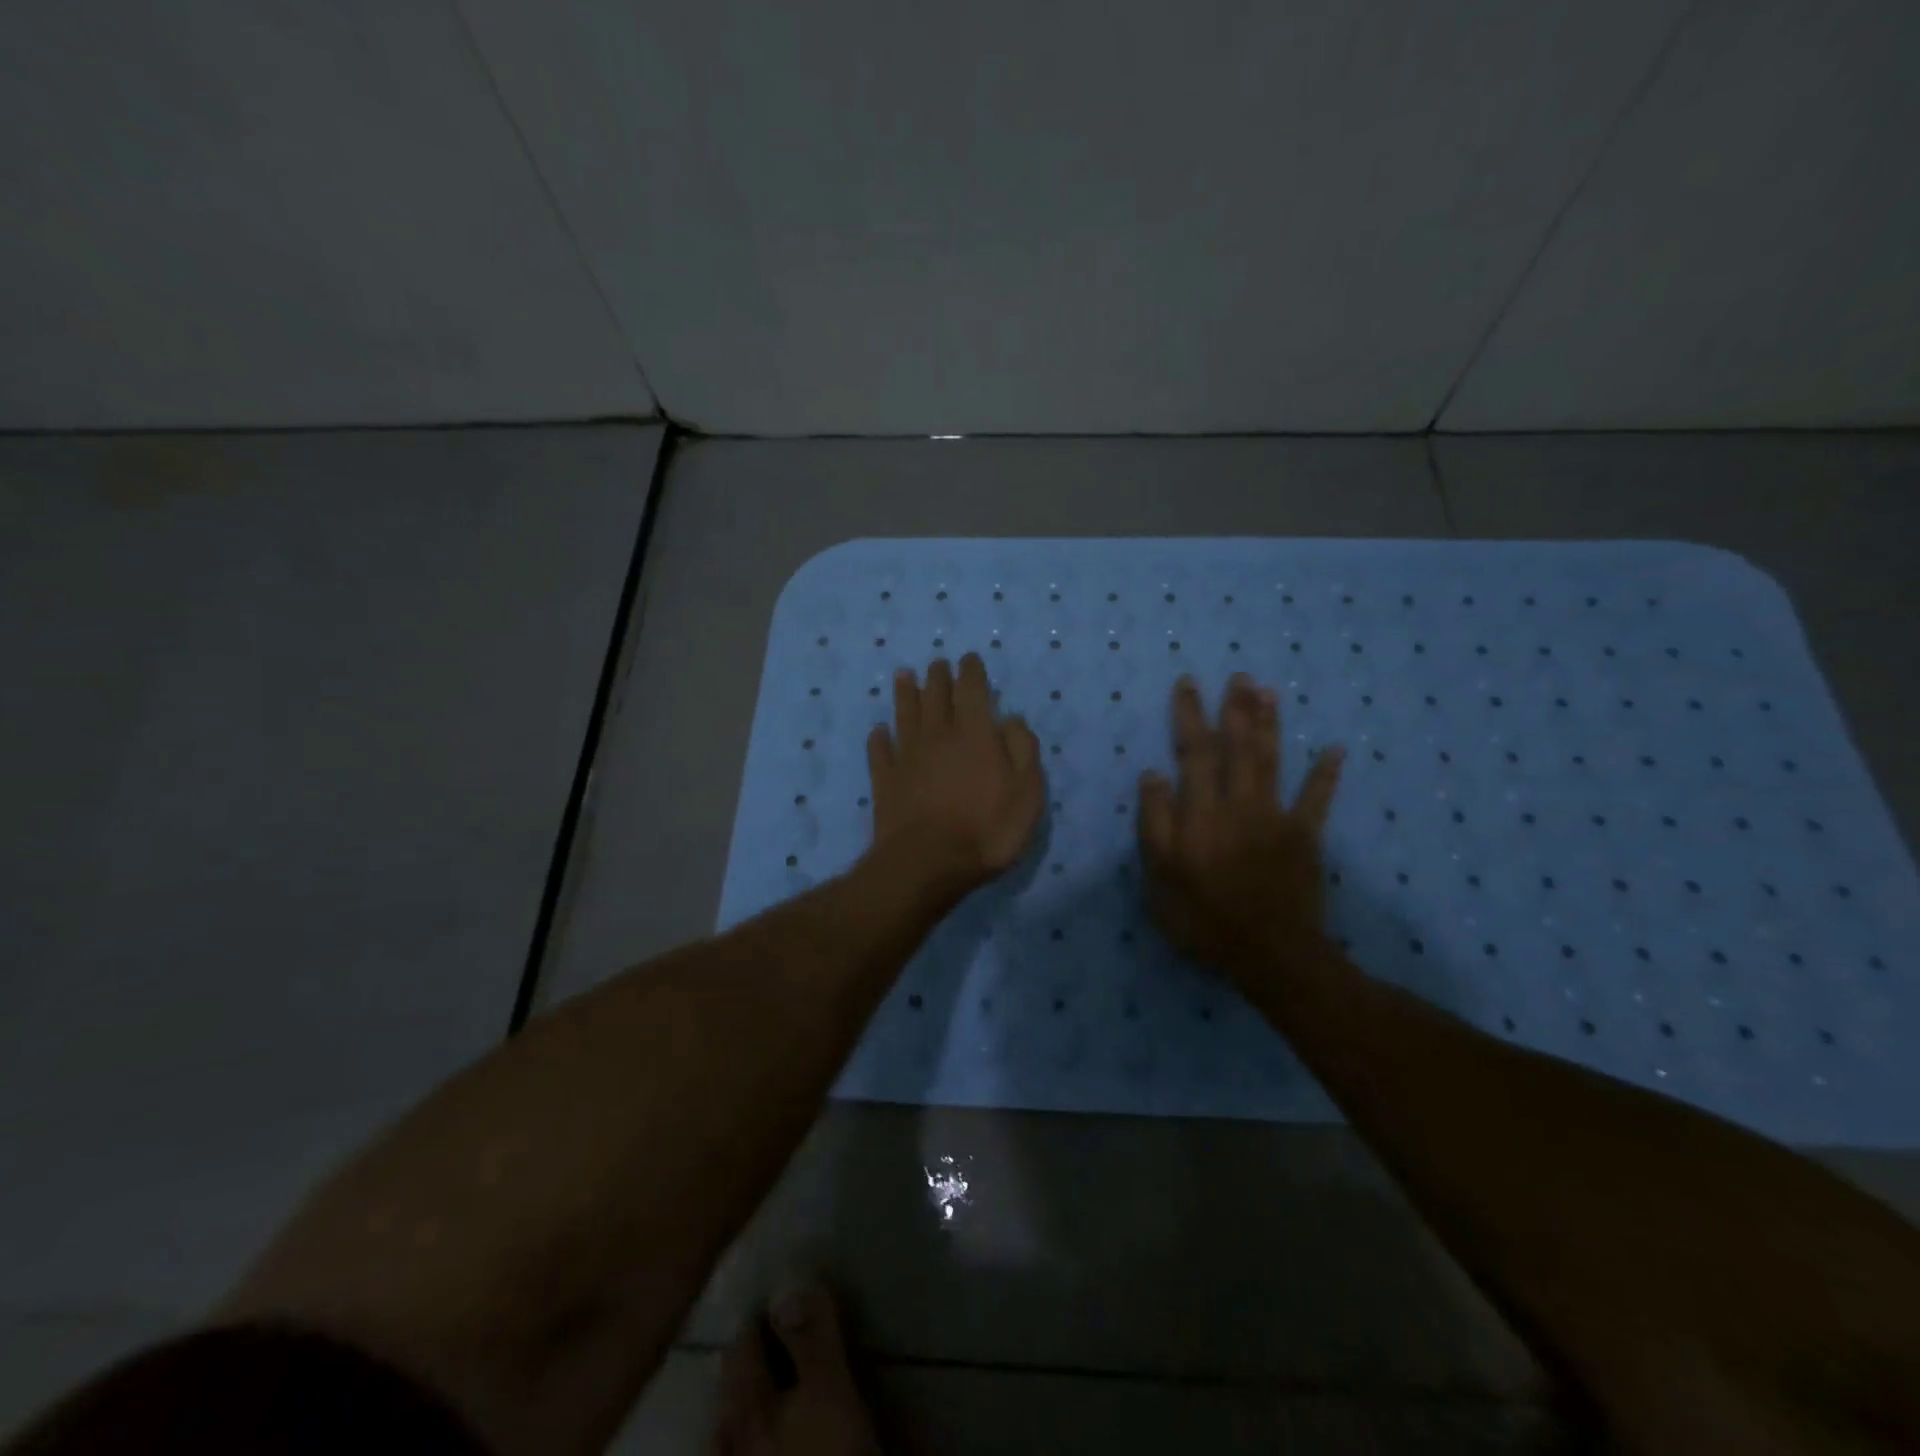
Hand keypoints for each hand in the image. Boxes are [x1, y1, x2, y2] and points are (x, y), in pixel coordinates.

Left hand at [867, 653, 1044, 896]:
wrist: (928, 862)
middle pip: (935, 697)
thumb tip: (1011, 719)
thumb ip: (1023, 750)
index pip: (972, 691)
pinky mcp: (885, 781)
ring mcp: (907, 757)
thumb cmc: (987, 829)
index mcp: (975, 734)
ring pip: (904, 716)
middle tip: (937, 664)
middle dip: (938, 677)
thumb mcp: (1027, 793)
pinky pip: (879, 752)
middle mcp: (938, 736)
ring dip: (905, 694)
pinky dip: (878, 738)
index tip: (969, 659)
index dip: (971, 672)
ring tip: (903, 676)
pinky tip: (878, 731)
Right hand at [1137, 674, 1343, 984]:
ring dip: (1270, 724)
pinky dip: (1326, 774)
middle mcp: (1239, 803)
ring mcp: (1276, 818)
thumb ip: (1155, 823)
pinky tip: (1335, 748)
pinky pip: (1317, 800)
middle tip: (1239, 675)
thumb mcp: (1159, 876)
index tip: (1188, 684)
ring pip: (1271, 761)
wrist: (1269, 953)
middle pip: (1237, 746)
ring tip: (1268, 691)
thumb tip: (1153, 775)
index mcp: (1202, 812)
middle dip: (1235, 708)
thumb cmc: (1203, 918)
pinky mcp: (1305, 837)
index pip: (1194, 752)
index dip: (1190, 715)